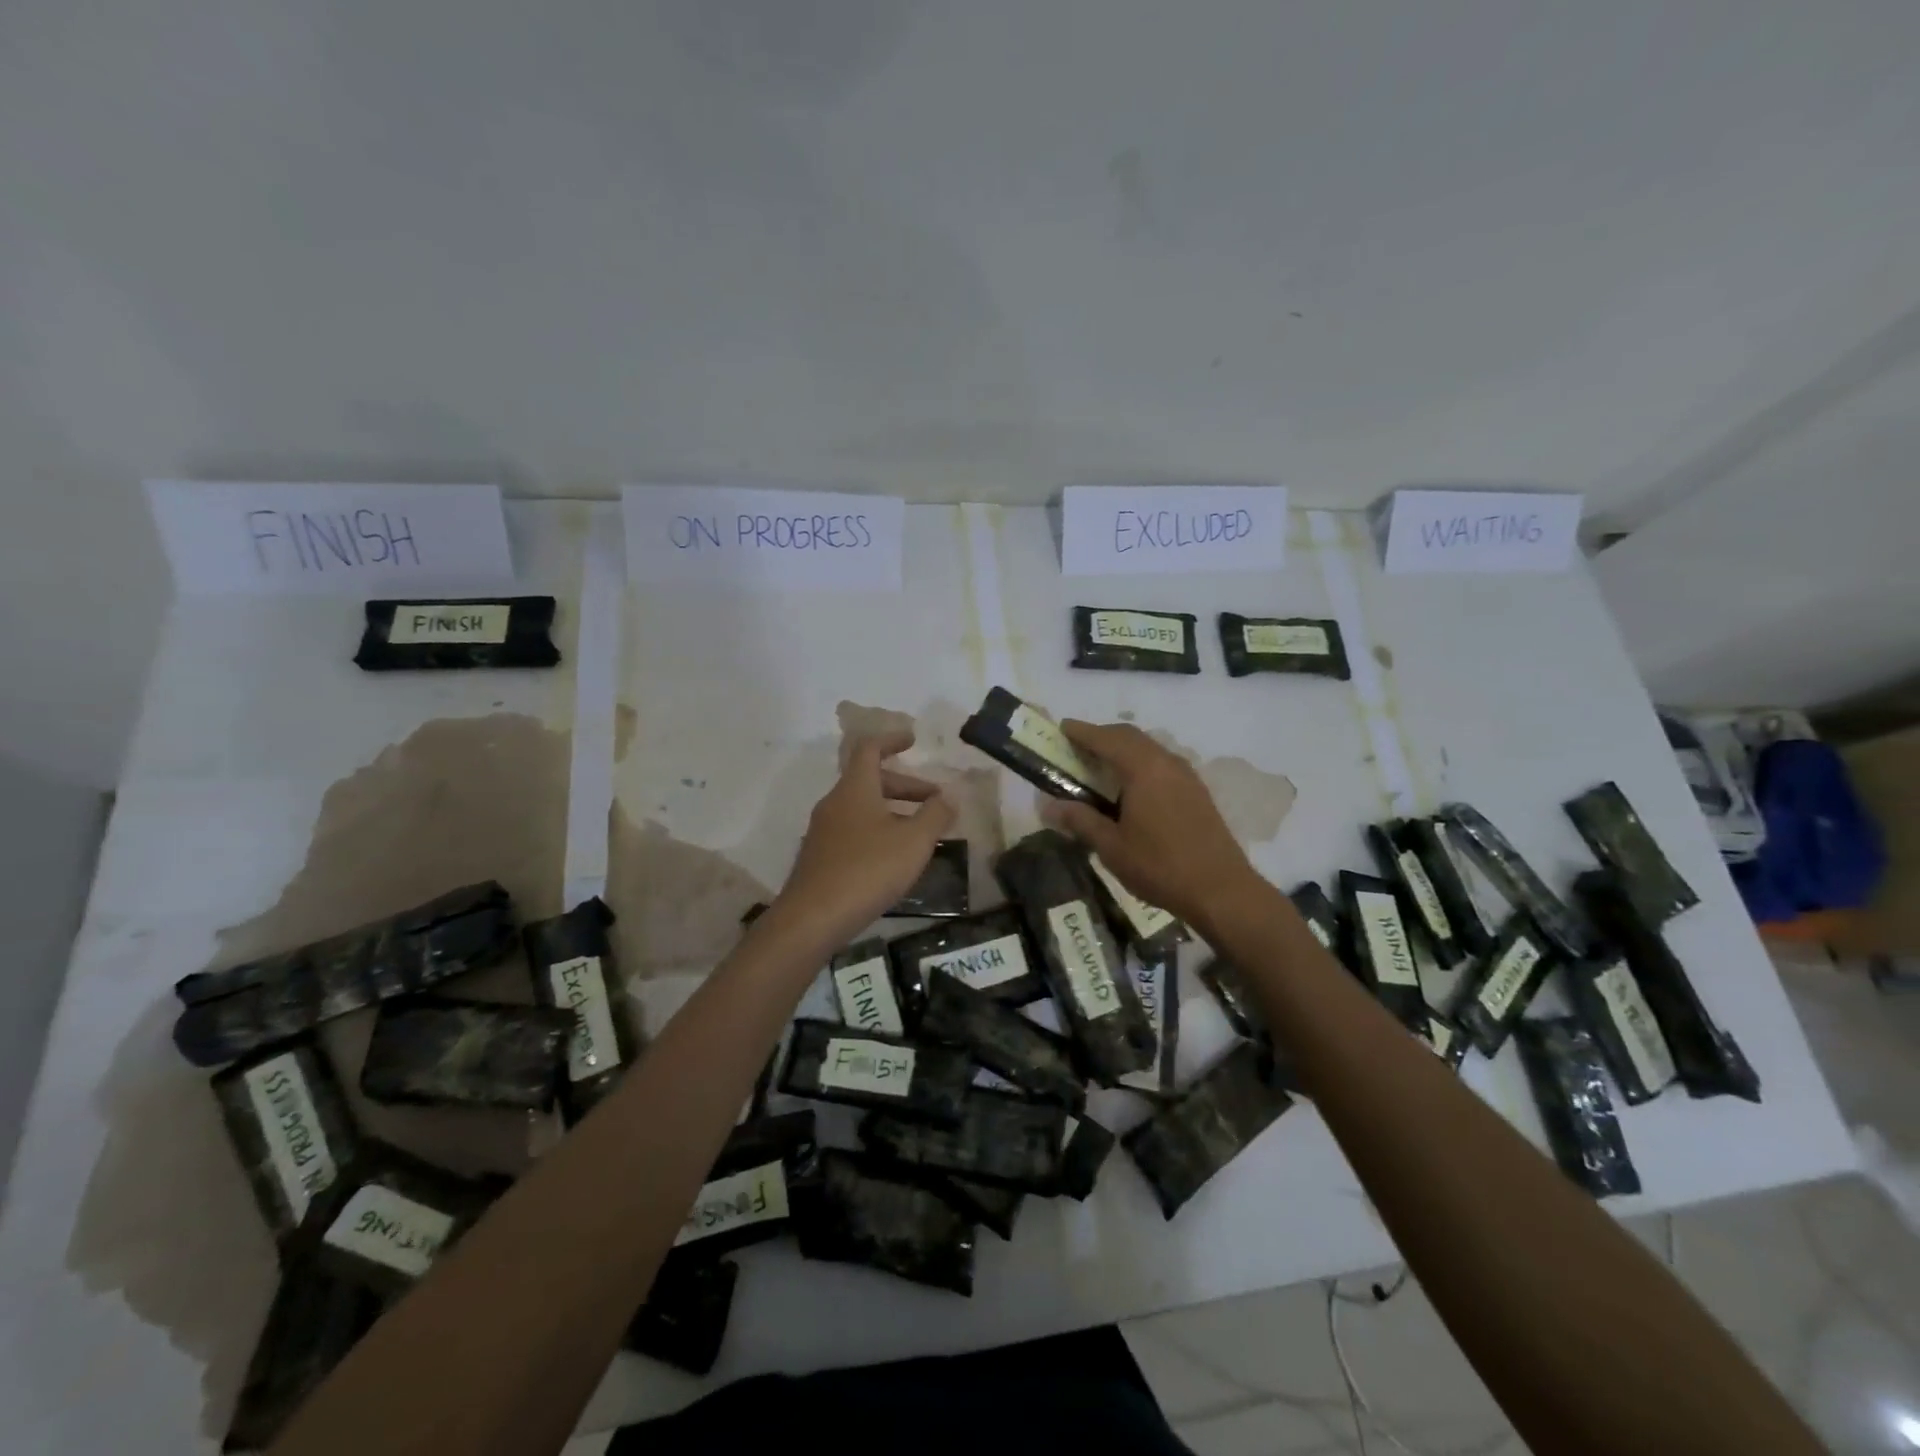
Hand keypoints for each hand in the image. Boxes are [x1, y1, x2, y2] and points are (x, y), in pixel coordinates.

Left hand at [772, 731, 955, 946]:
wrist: (812, 918)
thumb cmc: (867, 870)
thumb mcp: (913, 842)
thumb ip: (935, 815)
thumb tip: (949, 796)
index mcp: (855, 788)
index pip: (870, 748)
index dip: (892, 740)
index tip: (913, 740)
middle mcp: (835, 803)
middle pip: (870, 780)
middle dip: (906, 786)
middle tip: (935, 800)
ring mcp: (823, 831)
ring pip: (863, 808)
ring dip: (893, 811)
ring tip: (921, 833)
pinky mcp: (820, 857)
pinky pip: (854, 831)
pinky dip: (878, 831)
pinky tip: (895, 859)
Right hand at [1044, 720, 1260, 931]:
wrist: (1221, 890)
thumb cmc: (1160, 866)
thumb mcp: (1112, 847)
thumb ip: (1081, 820)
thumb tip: (1050, 806)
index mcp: (1143, 769)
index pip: (1106, 738)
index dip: (1082, 731)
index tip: (1061, 728)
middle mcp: (1166, 762)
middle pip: (1129, 736)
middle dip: (1102, 736)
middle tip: (1077, 748)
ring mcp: (1186, 775)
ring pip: (1148, 748)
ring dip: (1123, 749)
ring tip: (1100, 767)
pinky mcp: (1196, 791)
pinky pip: (1162, 763)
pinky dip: (1140, 763)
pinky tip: (1131, 787)